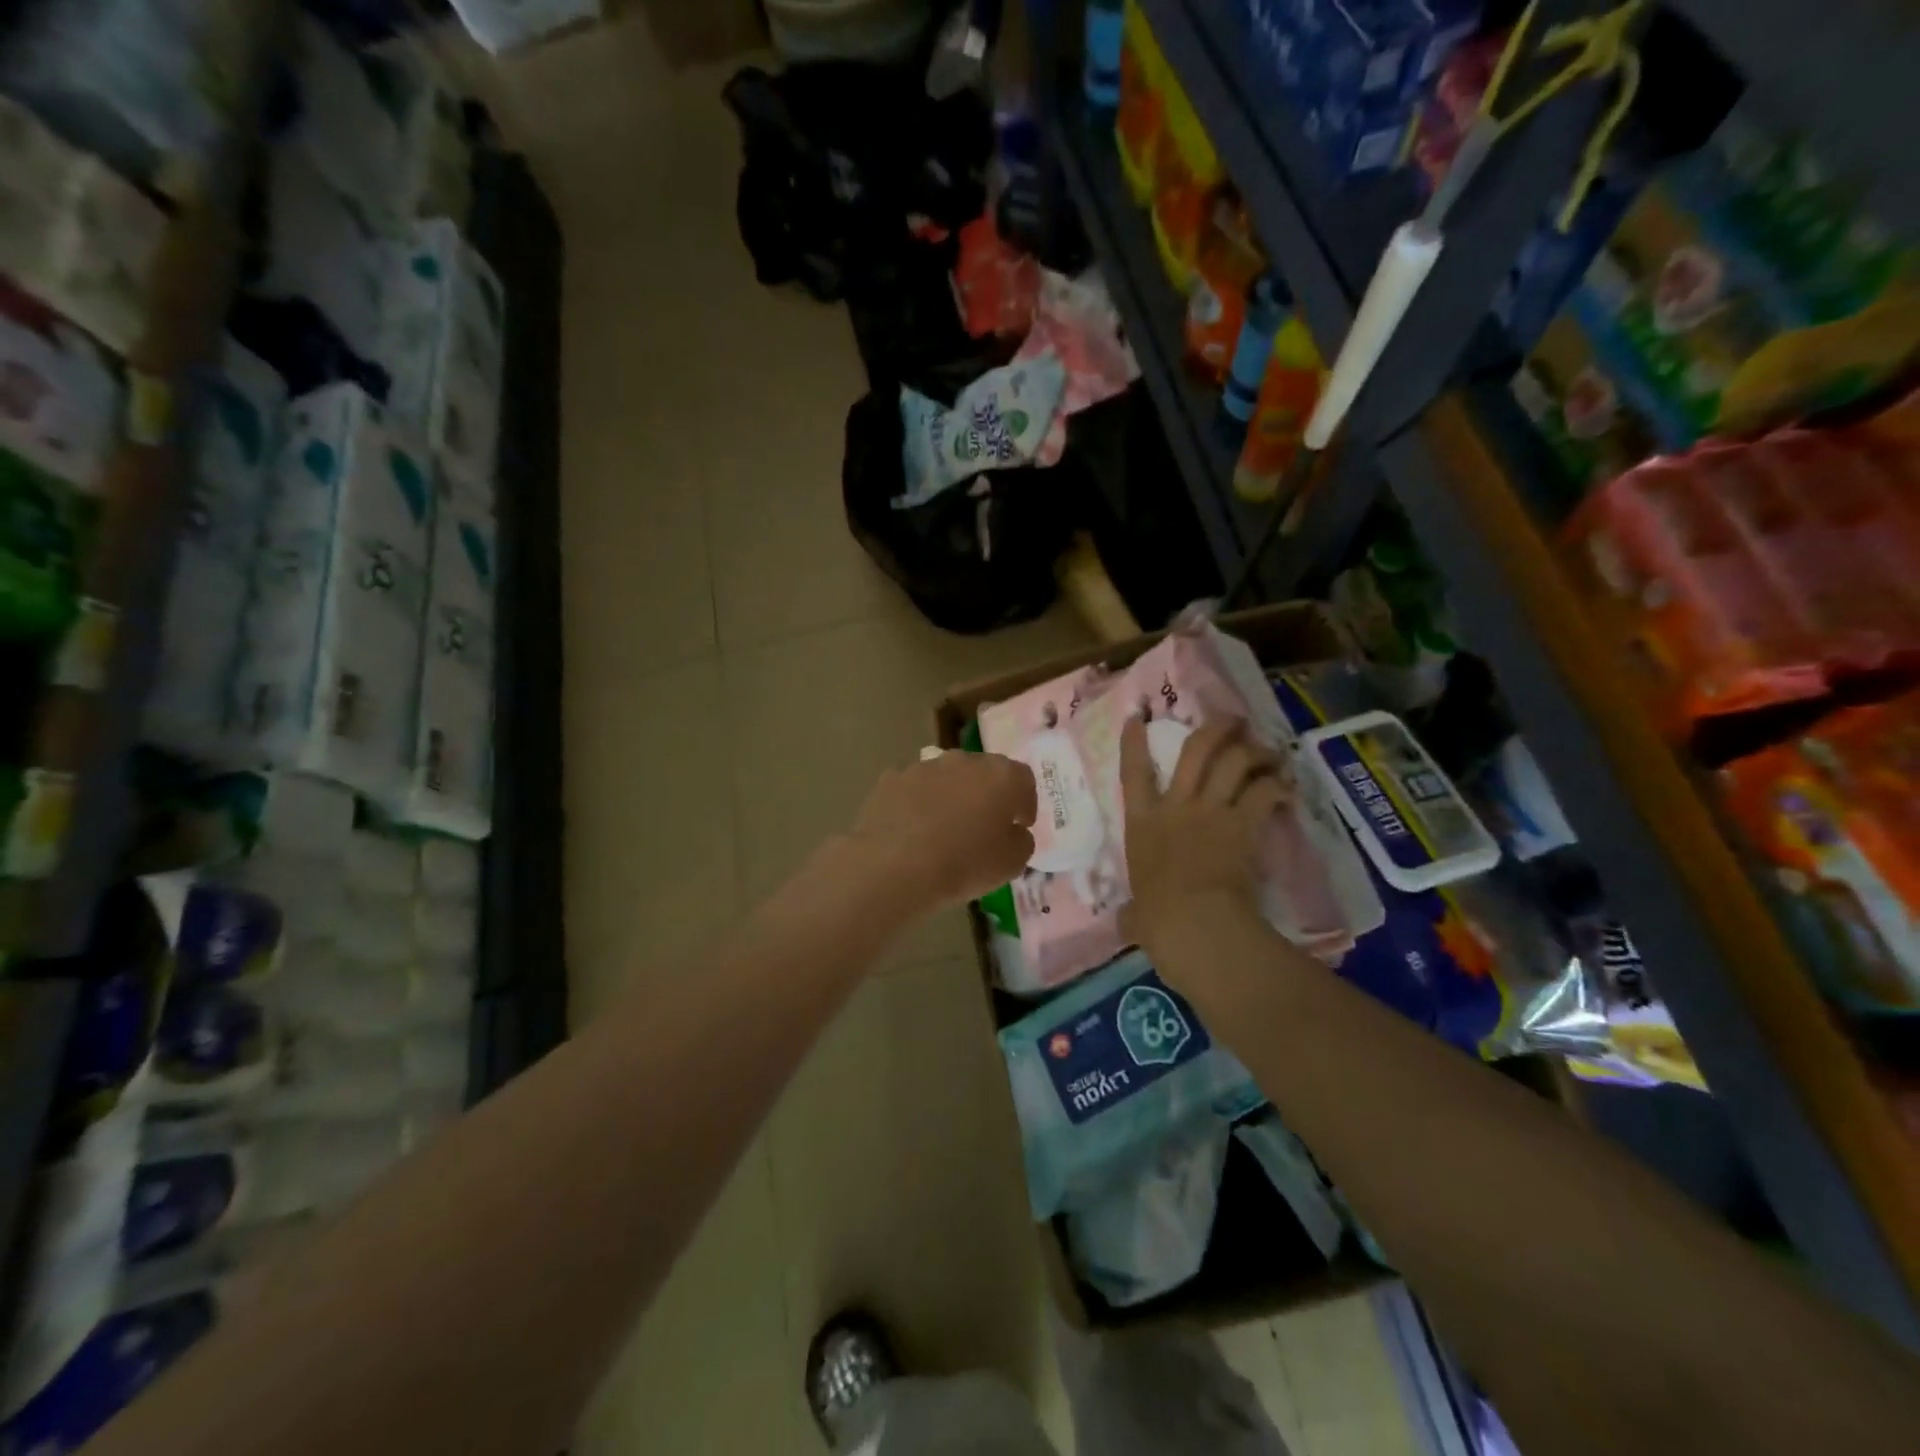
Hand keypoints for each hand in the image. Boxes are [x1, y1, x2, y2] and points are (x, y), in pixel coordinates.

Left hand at [842, 750, 1037, 912]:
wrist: (893, 867)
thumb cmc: (964, 865)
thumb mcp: (1012, 864)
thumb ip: (1022, 841)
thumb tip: (1014, 832)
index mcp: (1001, 775)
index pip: (1024, 779)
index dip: (1025, 803)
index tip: (1020, 825)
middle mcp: (964, 760)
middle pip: (983, 772)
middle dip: (987, 795)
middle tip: (983, 826)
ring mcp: (924, 766)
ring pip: (947, 778)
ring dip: (951, 797)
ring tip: (944, 830)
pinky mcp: (891, 779)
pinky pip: (914, 789)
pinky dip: (918, 804)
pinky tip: (912, 831)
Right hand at [1119, 716, 1288, 958]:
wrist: (1195, 923)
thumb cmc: (1157, 918)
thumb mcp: (1135, 914)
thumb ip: (1132, 912)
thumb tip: (1125, 924)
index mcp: (1142, 823)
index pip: (1133, 773)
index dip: (1134, 743)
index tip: (1139, 719)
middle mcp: (1177, 806)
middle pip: (1196, 750)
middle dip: (1216, 729)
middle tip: (1232, 720)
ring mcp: (1213, 812)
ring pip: (1236, 762)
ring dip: (1255, 752)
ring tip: (1268, 752)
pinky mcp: (1245, 825)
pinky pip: (1265, 792)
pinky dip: (1278, 785)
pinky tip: (1285, 786)